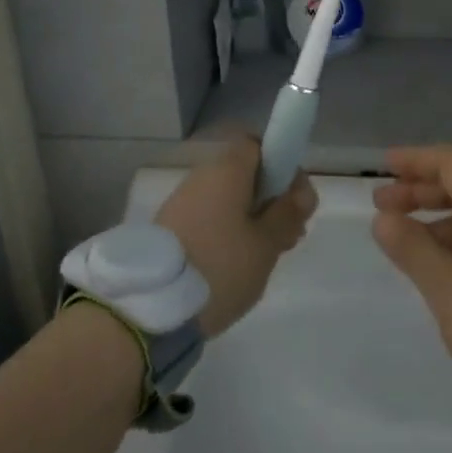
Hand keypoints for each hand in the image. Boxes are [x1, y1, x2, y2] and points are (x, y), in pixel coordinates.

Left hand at [156, 135, 317, 337]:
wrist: (151, 307)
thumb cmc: (220, 266)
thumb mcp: (266, 244)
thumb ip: (288, 214)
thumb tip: (300, 192)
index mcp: (226, 170)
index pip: (257, 145)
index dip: (281, 164)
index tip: (295, 198)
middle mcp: (201, 177)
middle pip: (244, 175)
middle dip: (271, 200)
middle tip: (289, 236)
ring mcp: (181, 204)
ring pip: (228, 200)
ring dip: (252, 220)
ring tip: (267, 256)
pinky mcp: (170, 230)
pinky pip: (209, 219)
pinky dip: (229, 234)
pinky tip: (239, 265)